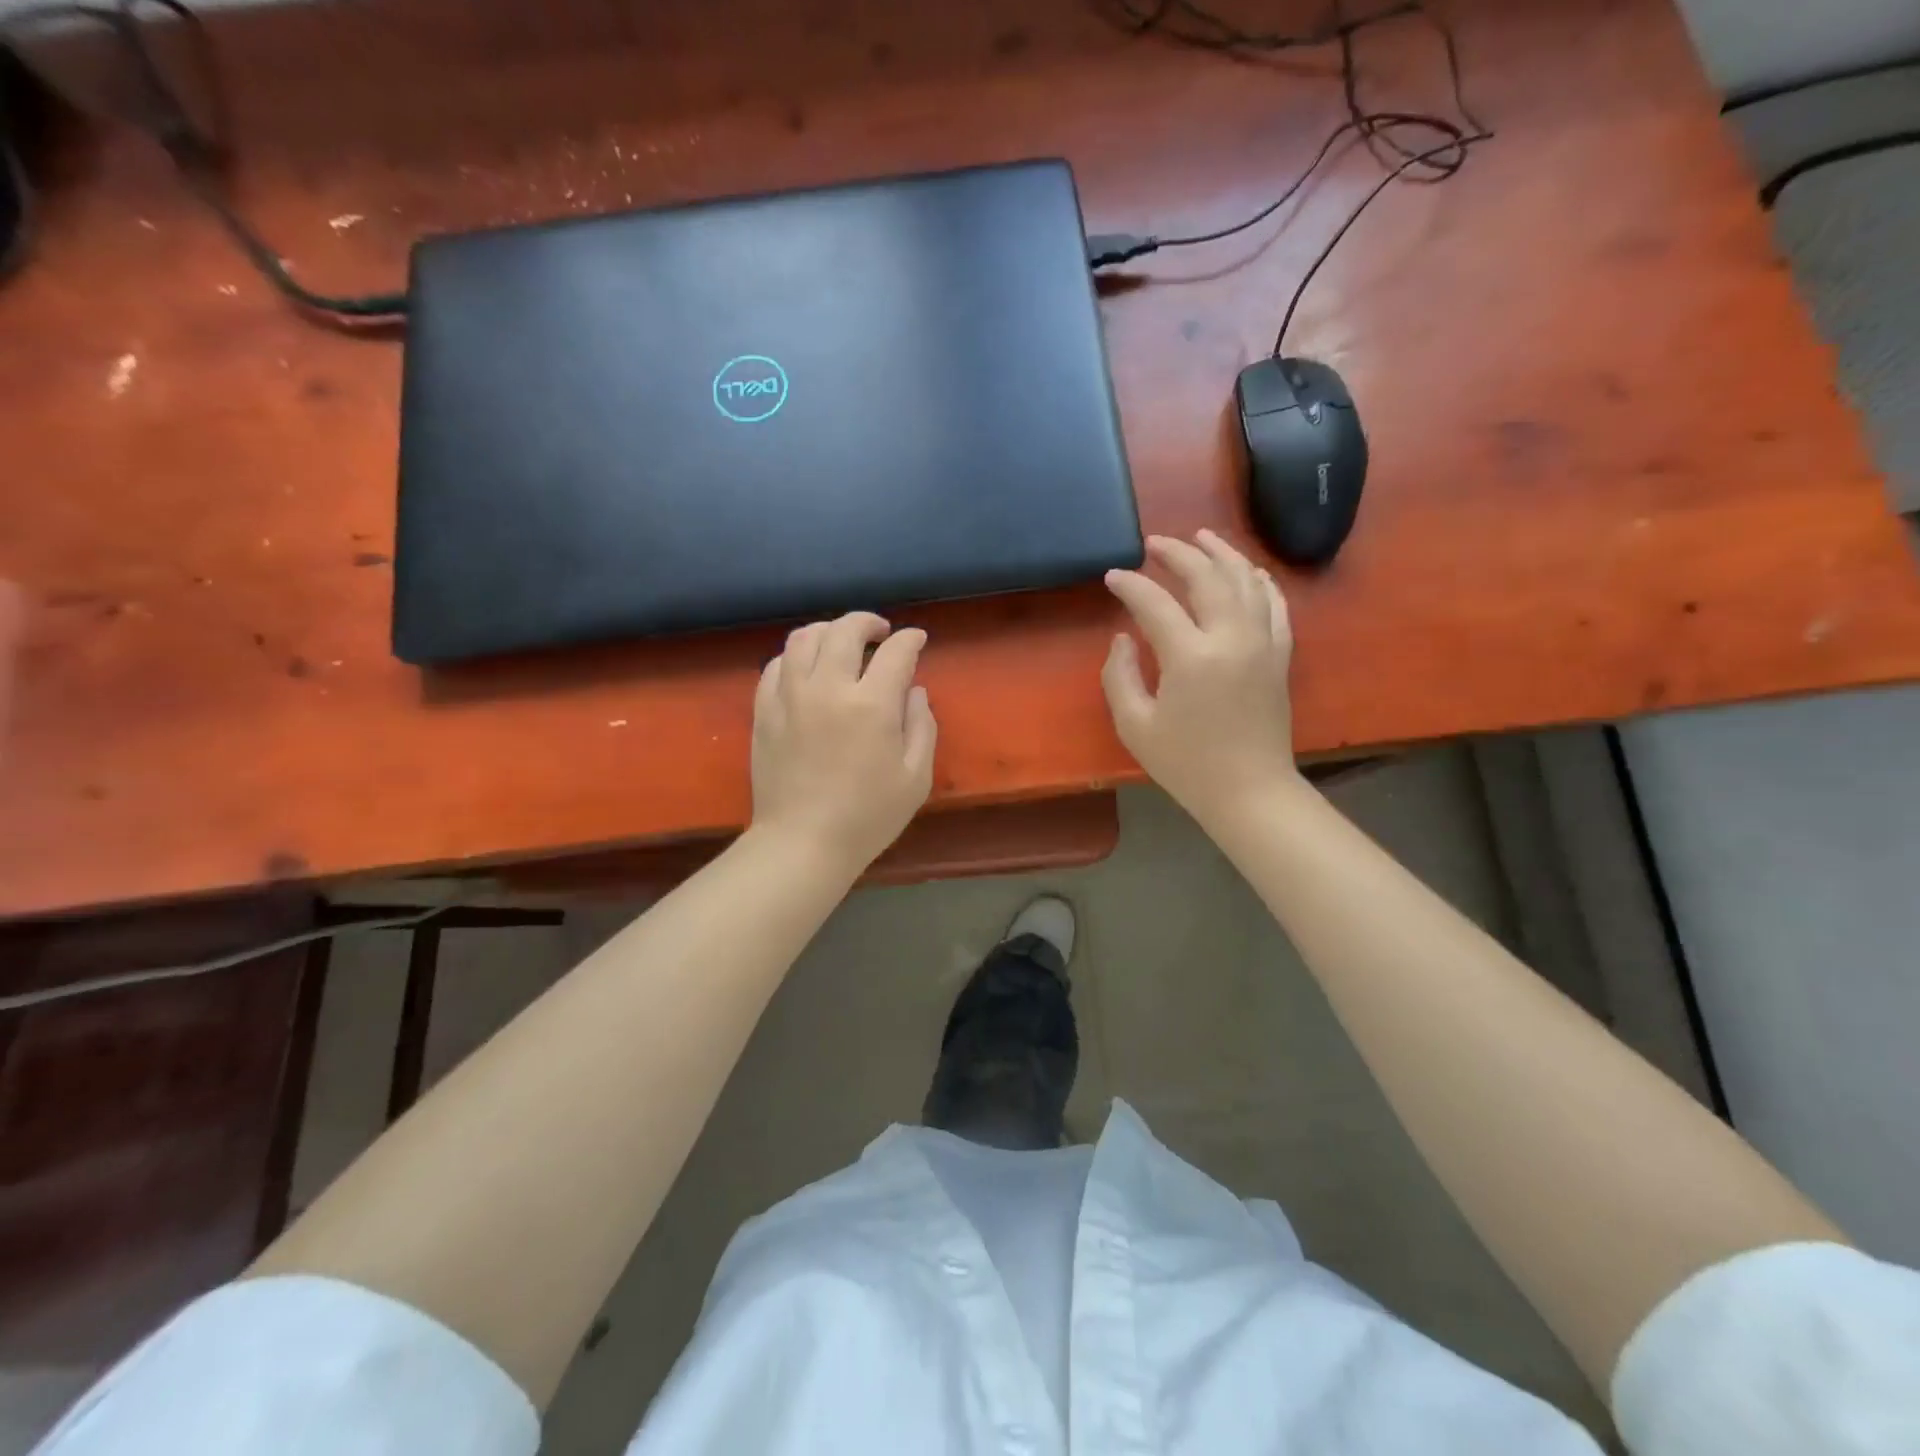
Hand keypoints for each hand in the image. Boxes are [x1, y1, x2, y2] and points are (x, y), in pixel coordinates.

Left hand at [751, 612, 937, 872]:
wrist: (802, 843)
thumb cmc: (868, 816)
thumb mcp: (916, 777)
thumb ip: (922, 726)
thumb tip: (913, 691)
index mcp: (871, 705)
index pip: (895, 652)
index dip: (910, 640)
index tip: (917, 640)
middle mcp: (828, 688)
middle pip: (845, 630)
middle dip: (867, 622)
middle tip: (880, 632)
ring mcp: (790, 697)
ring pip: (804, 638)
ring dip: (828, 631)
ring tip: (840, 641)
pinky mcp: (764, 711)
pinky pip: (775, 665)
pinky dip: (795, 656)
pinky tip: (806, 667)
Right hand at [1101, 530, 1300, 823]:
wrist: (1249, 791)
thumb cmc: (1186, 764)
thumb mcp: (1135, 725)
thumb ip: (1120, 675)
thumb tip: (1123, 638)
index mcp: (1191, 657)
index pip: (1155, 603)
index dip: (1130, 585)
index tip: (1112, 576)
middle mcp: (1232, 638)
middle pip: (1207, 577)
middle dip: (1178, 553)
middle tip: (1155, 543)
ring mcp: (1262, 643)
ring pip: (1246, 580)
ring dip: (1222, 554)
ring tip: (1201, 537)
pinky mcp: (1280, 654)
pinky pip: (1275, 603)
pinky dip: (1260, 580)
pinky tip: (1247, 570)